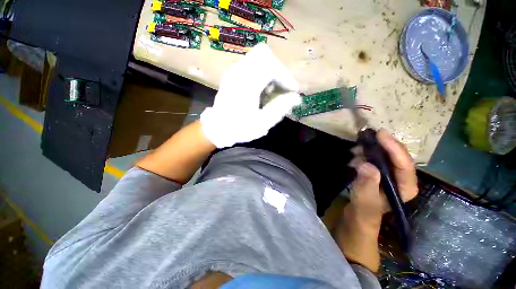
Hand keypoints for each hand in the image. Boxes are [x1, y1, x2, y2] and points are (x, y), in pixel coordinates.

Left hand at [200, 44, 300, 147]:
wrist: (217, 128)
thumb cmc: (239, 128)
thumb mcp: (262, 123)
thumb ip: (280, 108)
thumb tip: (295, 97)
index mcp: (247, 84)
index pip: (271, 65)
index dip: (285, 76)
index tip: (291, 90)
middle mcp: (238, 72)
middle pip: (264, 54)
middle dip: (278, 70)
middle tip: (281, 87)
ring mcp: (233, 71)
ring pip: (257, 58)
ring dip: (269, 71)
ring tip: (271, 90)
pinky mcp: (232, 74)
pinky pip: (250, 64)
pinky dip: (260, 72)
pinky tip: (261, 89)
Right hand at [348, 129, 417, 227]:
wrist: (358, 214)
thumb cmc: (364, 210)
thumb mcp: (364, 200)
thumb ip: (367, 185)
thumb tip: (367, 165)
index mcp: (405, 187)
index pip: (404, 163)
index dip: (393, 147)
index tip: (380, 134)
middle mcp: (402, 177)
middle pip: (397, 155)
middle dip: (382, 145)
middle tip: (365, 137)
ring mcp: (390, 173)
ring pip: (386, 154)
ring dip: (371, 149)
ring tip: (355, 150)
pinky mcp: (380, 171)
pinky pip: (376, 156)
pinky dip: (365, 153)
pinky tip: (354, 156)